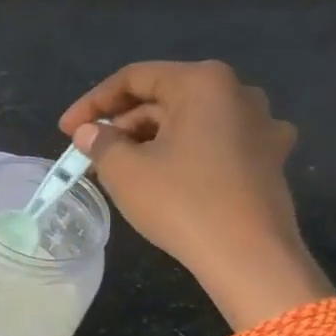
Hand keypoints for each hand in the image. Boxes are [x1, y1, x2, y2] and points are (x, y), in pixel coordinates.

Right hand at [59, 60, 326, 325]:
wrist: (249, 257)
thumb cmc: (182, 202)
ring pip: (190, 121)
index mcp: (203, 83)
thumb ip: (100, 143)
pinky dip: (184, 153)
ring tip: (121, 167)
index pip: (134, 78)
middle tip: (91, 152)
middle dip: (123, 123)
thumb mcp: (124, 171)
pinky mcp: (269, 158)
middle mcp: (239, 93)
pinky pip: (215, 143)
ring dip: (151, 139)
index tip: (66, 130)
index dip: (93, 103)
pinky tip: (165, 177)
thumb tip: (90, 132)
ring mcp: (262, 126)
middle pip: (165, 97)